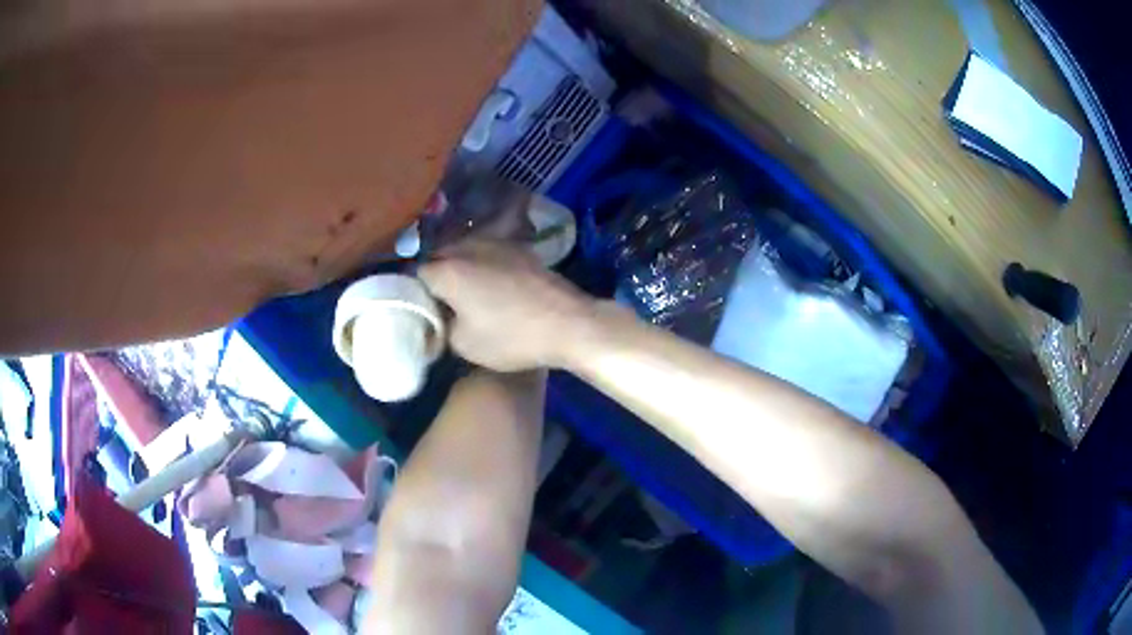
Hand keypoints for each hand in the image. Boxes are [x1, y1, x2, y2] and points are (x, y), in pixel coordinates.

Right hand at [418, 242, 593, 371]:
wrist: (568, 323)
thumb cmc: (511, 337)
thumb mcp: (463, 345)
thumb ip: (442, 327)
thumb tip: (440, 318)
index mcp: (448, 270)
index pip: (417, 274)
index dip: (417, 293)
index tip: (425, 310)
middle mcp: (469, 247)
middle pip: (441, 257)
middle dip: (438, 277)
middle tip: (443, 303)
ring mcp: (498, 244)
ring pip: (466, 251)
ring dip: (461, 268)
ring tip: (467, 294)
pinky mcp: (521, 249)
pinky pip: (490, 253)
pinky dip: (484, 266)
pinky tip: (493, 285)